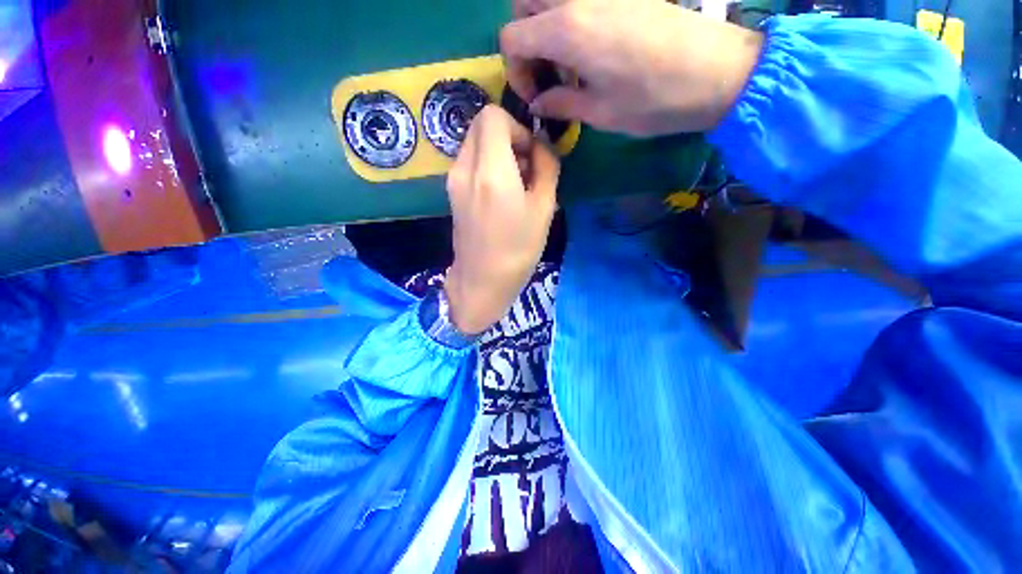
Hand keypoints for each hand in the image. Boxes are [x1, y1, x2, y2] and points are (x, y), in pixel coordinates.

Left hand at [444, 105, 559, 334]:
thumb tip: (542, 146)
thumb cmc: (518, 250)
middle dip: (508, 137)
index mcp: (490, 170)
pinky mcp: (451, 192)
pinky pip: (470, 162)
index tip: (531, 154)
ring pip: (475, 144)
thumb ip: (547, 167)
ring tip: (516, 185)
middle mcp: (465, 168)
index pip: (493, 116)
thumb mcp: (544, 208)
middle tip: (526, 168)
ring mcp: (453, 180)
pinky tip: (501, 194)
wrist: (482, 281)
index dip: (517, 127)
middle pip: (482, 126)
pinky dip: (487, 166)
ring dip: (498, 152)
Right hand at [500, 0, 763, 135]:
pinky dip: (570, 19)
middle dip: (524, 38)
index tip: (536, 95)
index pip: (512, 37)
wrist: (716, 72)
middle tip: (544, 71)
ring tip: (566, 62)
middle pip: (524, 3)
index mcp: (567, 30)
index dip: (515, 70)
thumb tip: (539, 103)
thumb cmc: (653, 100)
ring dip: (544, 25)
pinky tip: (589, 49)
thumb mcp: (600, 113)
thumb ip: (561, 104)